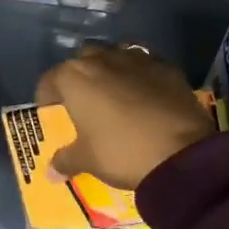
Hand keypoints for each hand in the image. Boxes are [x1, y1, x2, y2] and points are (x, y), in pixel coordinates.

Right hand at [37, 44, 216, 190]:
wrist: (181, 153)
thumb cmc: (121, 152)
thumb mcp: (87, 160)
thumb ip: (65, 160)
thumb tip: (50, 173)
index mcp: (75, 78)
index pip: (49, 80)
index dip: (46, 97)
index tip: (51, 112)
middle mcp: (102, 59)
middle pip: (83, 60)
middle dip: (80, 77)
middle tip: (83, 102)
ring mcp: (137, 59)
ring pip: (115, 56)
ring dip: (110, 70)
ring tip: (114, 95)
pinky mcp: (167, 67)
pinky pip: (145, 65)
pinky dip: (140, 76)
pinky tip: (145, 96)